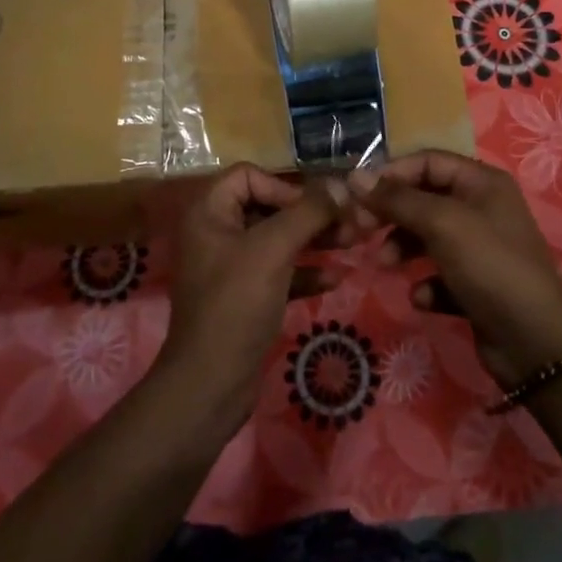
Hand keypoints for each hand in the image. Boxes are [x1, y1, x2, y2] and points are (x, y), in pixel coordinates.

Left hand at [155, 164, 338, 434]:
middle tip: (351, 223)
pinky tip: (335, 279)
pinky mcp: (244, 297)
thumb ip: (308, 212)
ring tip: (353, 243)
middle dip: (310, 214)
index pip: (249, 176)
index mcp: (208, 212)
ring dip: (314, 240)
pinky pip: (278, 271)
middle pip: (269, 207)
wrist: (210, 386)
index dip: (285, 186)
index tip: (315, 208)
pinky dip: (304, 272)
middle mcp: (216, 233)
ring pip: (278, 240)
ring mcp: (230, 267)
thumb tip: (341, 183)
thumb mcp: (273, 250)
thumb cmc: (236, 305)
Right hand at [351, 151, 561, 388]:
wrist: (534, 341)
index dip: (392, 174)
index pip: (427, 161)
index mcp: (481, 182)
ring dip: (403, 248)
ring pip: (428, 236)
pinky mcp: (477, 285)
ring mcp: (481, 248)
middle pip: (425, 198)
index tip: (359, 195)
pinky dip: (427, 283)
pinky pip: (440, 274)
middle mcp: (482, 208)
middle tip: (361, 230)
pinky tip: (423, 298)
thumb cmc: (488, 265)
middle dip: (393, 214)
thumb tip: (355, 176)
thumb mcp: (441, 223)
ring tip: (386, 265)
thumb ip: (397, 199)